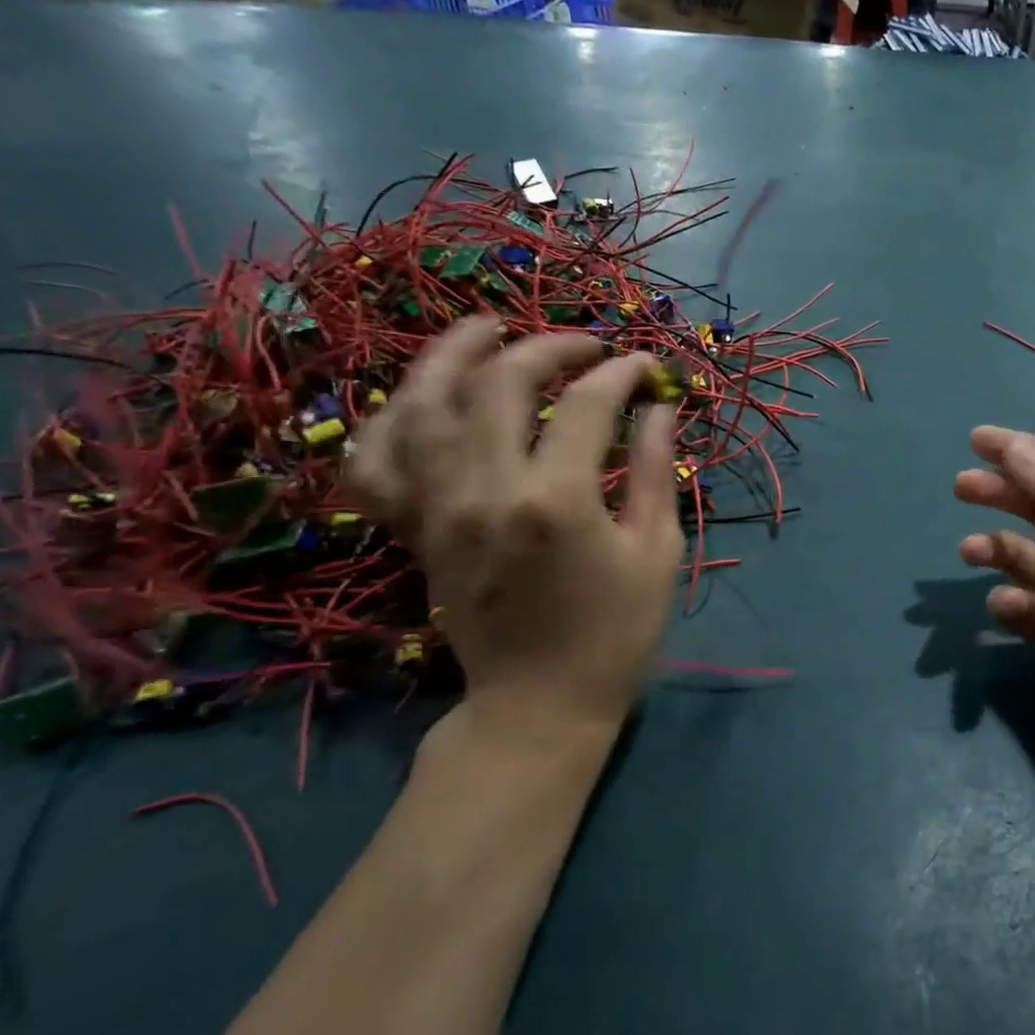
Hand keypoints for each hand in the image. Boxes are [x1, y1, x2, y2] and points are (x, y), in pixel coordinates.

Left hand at [350, 318, 683, 747]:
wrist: (538, 707)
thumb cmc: (615, 634)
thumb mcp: (655, 552)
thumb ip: (655, 470)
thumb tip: (659, 407)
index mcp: (556, 501)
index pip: (587, 405)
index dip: (622, 374)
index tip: (648, 368)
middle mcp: (484, 491)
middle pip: (500, 383)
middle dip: (549, 348)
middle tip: (586, 347)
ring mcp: (437, 508)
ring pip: (424, 403)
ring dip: (455, 354)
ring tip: (490, 328)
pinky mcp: (415, 529)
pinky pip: (376, 462)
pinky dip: (389, 420)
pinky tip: (421, 398)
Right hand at [955, 426, 1034, 762]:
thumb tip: (1017, 448)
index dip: (1025, 450)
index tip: (979, 440)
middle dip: (1001, 492)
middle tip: (961, 486)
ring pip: (1022, 557)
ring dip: (995, 548)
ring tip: (970, 551)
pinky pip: (1023, 608)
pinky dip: (1010, 604)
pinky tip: (1013, 609)